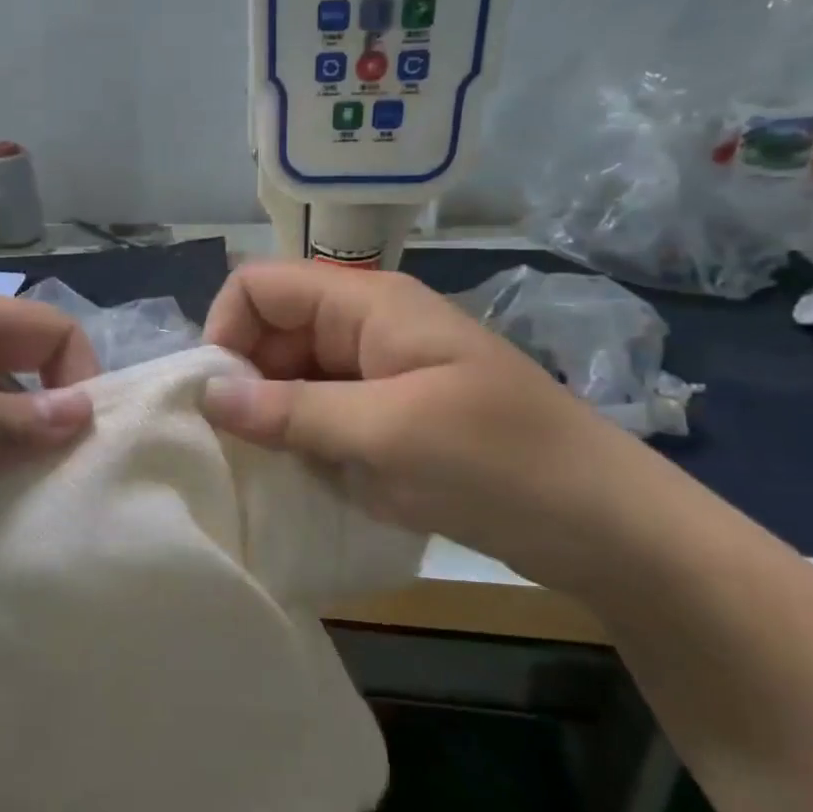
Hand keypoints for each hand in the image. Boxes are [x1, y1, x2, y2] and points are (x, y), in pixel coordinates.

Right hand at [200, 261, 668, 594]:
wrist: (605, 525)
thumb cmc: (500, 461)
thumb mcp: (388, 433)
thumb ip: (292, 410)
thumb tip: (207, 393)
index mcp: (367, 304)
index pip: (261, 285)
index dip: (226, 328)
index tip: (217, 396)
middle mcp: (364, 327)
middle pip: (271, 330)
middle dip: (243, 379)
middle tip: (235, 445)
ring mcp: (377, 373)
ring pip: (291, 375)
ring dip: (270, 415)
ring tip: (262, 467)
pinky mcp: (387, 415)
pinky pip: (320, 412)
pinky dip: (299, 439)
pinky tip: (298, 476)